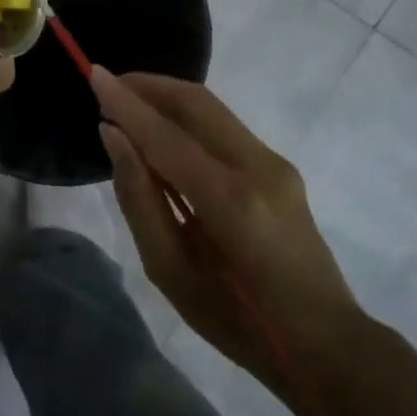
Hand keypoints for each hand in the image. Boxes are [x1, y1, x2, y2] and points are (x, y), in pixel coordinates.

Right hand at [92, 69, 367, 415]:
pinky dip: (187, 119)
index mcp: (231, 202)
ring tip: (127, 104)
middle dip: (148, 86)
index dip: (126, 103)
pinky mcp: (280, 168)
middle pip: (196, 103)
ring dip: (167, 98)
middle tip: (107, 84)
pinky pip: (223, 128)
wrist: (324, 341)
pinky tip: (163, 134)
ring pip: (212, 110)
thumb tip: (114, 136)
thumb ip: (139, 198)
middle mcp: (259, 167)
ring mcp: (276, 164)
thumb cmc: (237, 322)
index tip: (92, 74)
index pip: (166, 136)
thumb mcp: (171, 272)